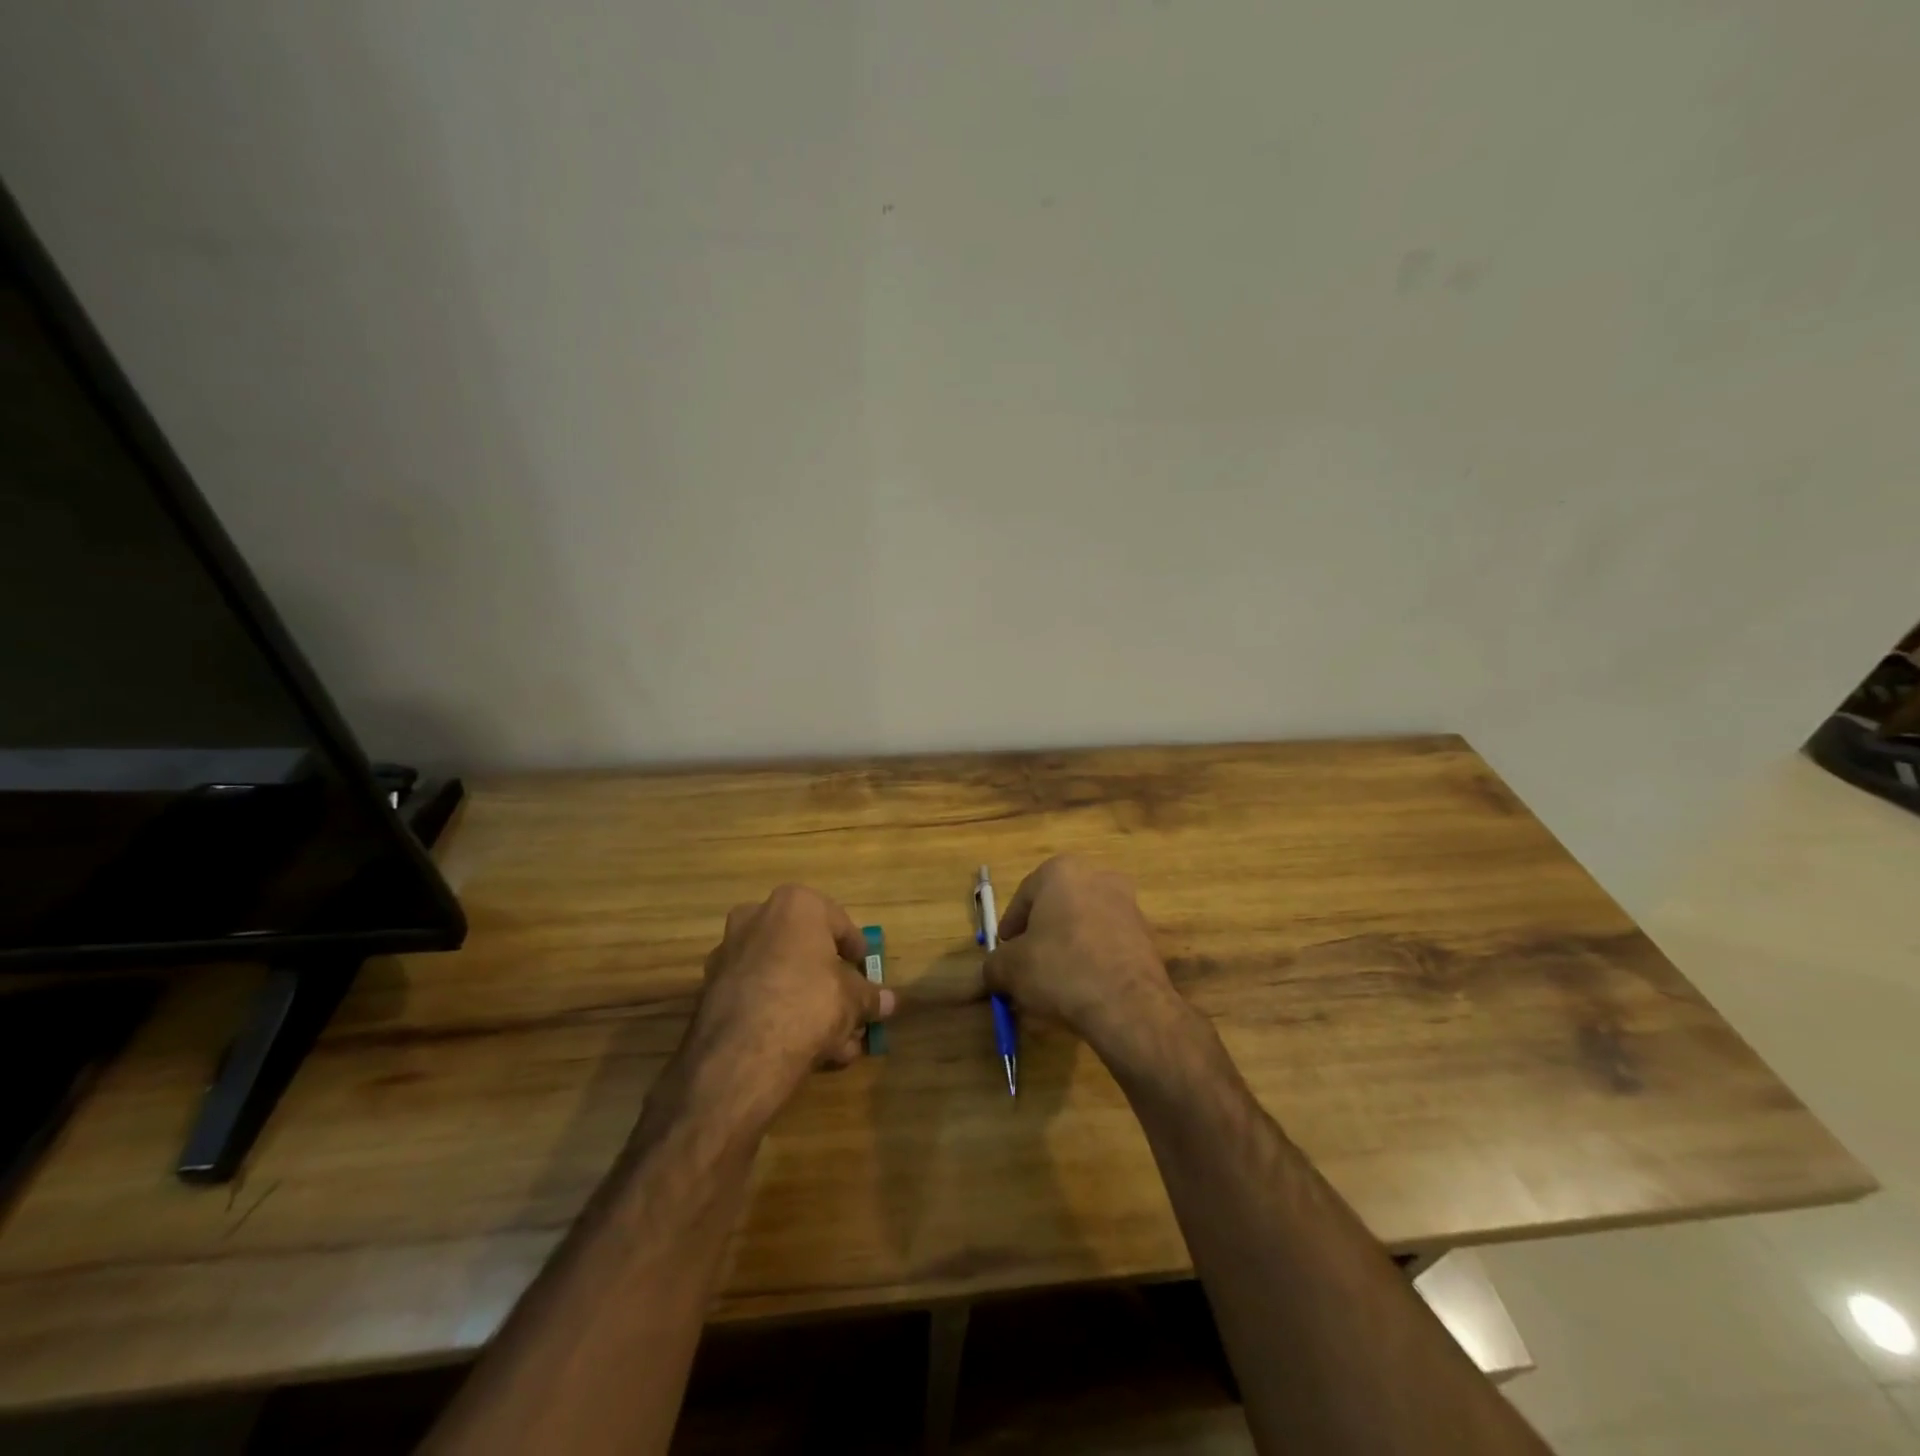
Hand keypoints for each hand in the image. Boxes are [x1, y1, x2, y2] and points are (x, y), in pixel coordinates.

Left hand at [679, 885, 895, 1118]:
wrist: (742, 1053)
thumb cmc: (808, 1003)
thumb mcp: (853, 1000)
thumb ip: (870, 997)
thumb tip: (889, 1001)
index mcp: (795, 905)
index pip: (838, 922)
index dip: (856, 950)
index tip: (865, 970)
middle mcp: (757, 917)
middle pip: (805, 949)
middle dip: (829, 981)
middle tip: (849, 1007)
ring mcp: (728, 952)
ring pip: (781, 975)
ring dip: (807, 1003)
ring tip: (834, 1041)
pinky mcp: (710, 989)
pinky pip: (758, 994)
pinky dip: (779, 1013)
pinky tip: (802, 1046)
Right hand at [982, 856, 1190, 1063]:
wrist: (1128, 1004)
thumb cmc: (1060, 969)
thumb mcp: (1010, 969)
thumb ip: (994, 965)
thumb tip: (992, 972)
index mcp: (1062, 871)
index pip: (1024, 895)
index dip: (1010, 926)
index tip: (1004, 951)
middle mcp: (1098, 877)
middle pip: (1057, 908)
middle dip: (1041, 935)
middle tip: (1027, 966)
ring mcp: (1128, 905)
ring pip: (1084, 926)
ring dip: (1068, 948)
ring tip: (1054, 984)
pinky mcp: (1146, 936)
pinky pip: (1107, 945)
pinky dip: (1093, 961)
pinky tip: (1083, 990)